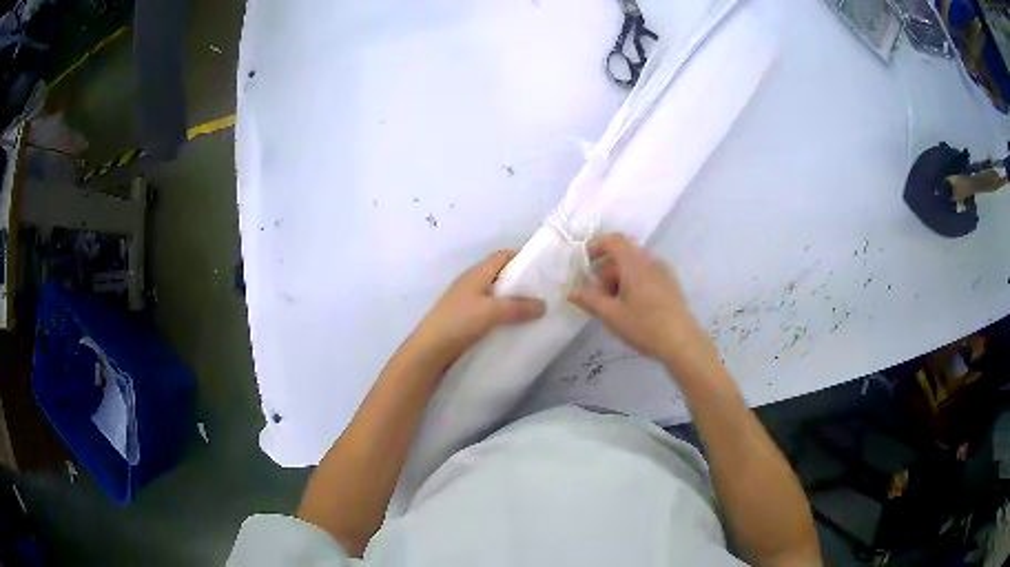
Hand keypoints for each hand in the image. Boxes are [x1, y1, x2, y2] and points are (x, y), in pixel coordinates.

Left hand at [407, 250, 544, 371]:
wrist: (430, 349)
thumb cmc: (460, 322)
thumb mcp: (492, 312)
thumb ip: (519, 307)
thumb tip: (543, 304)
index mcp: (477, 273)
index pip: (502, 255)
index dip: (522, 257)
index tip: (542, 268)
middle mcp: (471, 282)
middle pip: (500, 274)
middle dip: (520, 281)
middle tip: (542, 293)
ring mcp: (466, 300)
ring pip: (494, 293)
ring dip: (511, 300)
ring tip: (532, 310)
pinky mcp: (463, 318)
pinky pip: (488, 309)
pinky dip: (502, 313)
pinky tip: (512, 326)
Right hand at [569, 234, 704, 365]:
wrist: (682, 342)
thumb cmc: (645, 326)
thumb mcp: (612, 315)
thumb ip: (590, 300)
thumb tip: (571, 292)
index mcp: (635, 263)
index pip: (614, 240)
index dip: (597, 246)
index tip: (585, 263)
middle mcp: (650, 262)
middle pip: (623, 255)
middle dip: (605, 270)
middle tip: (595, 295)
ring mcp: (663, 273)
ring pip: (634, 266)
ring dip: (618, 279)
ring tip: (611, 306)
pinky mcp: (670, 285)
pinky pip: (646, 275)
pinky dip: (632, 283)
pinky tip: (629, 308)